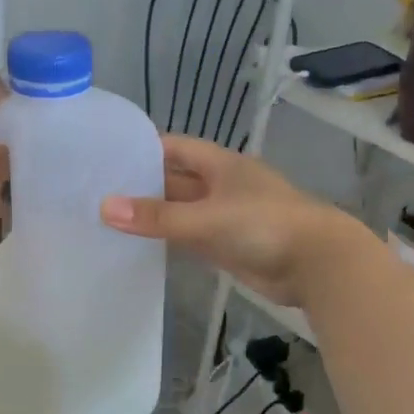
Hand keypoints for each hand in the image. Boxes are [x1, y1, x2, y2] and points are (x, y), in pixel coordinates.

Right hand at [100, 135, 371, 306]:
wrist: (317, 264)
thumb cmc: (264, 226)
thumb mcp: (207, 217)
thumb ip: (158, 216)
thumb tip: (105, 208)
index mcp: (220, 164)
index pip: (174, 148)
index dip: (143, 149)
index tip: (105, 157)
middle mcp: (220, 186)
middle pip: (175, 180)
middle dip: (142, 186)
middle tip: (96, 193)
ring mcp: (225, 217)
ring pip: (181, 212)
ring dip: (154, 215)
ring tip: (108, 220)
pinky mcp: (228, 246)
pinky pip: (191, 238)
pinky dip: (169, 240)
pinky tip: (140, 246)